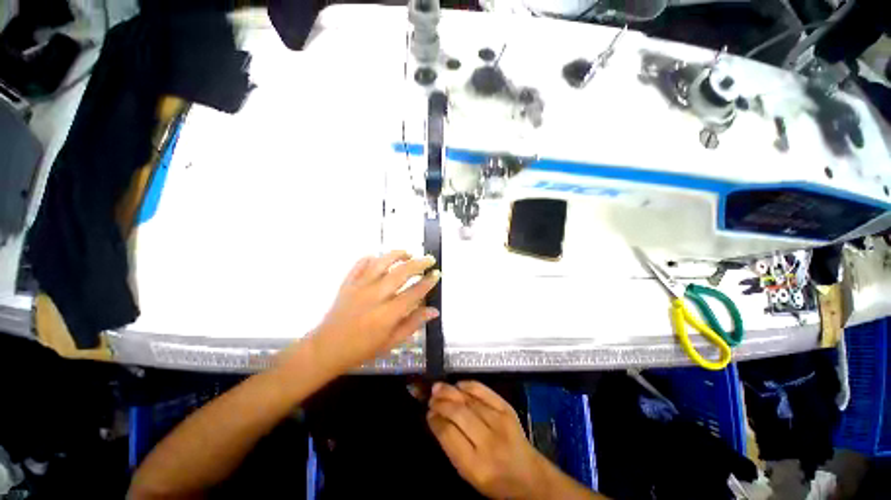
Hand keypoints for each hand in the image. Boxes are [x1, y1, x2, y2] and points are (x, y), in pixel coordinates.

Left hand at [309, 251, 439, 373]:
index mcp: (387, 314)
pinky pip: (360, 264)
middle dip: (418, 264)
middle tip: (429, 260)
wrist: (326, 349)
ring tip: (408, 254)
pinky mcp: (347, 283)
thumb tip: (434, 311)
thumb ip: (413, 323)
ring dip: (397, 255)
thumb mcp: (391, 342)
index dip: (428, 282)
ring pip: (381, 263)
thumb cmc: (362, 349)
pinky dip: (371, 258)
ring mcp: (359, 287)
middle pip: (401, 273)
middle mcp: (375, 296)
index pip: (414, 292)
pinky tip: (379, 258)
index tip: (436, 274)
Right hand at [427, 381, 549, 499]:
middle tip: (431, 397)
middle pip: (458, 414)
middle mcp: (488, 441)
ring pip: (469, 400)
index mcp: (475, 466)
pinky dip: (469, 385)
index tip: (428, 413)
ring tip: (438, 388)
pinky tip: (458, 385)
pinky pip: (484, 391)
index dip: (435, 420)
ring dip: (450, 391)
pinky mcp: (507, 409)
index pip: (448, 435)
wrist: (528, 475)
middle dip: (441, 403)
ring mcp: (500, 422)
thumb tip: (436, 418)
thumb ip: (452, 447)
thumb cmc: (494, 479)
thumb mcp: (469, 473)